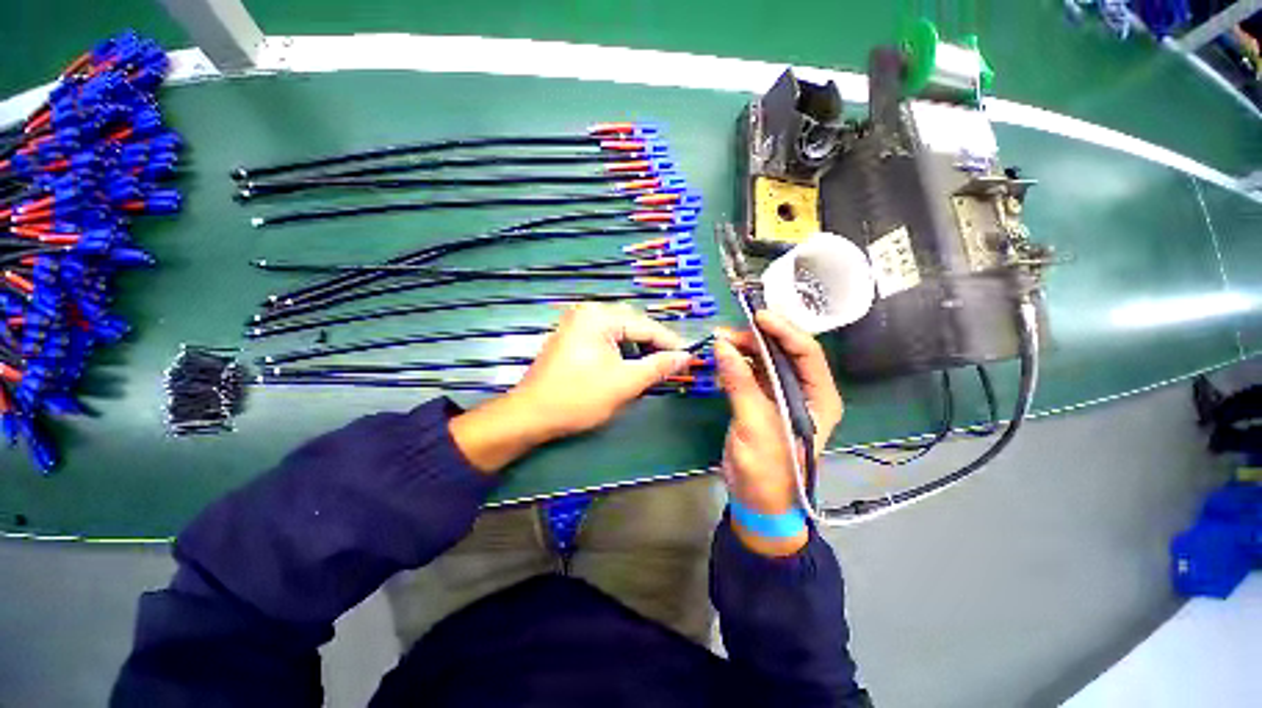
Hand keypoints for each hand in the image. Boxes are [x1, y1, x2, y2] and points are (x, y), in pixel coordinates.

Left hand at [450, 303, 691, 471]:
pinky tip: (628, 365)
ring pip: (619, 332)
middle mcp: (587, 312)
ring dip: (637, 348)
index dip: (670, 342)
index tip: (689, 356)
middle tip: (672, 363)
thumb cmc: (578, 398)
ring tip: (653, 366)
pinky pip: (605, 338)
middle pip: (632, 325)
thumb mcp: (625, 383)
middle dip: (653, 345)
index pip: (645, 325)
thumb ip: (658, 366)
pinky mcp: (572, 337)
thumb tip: (685, 356)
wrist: (531, 415)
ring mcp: (577, 323)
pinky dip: (620, 350)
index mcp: (599, 316)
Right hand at [714, 311, 842, 554]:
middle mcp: (804, 392)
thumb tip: (721, 345)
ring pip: (765, 361)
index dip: (783, 331)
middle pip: (783, 353)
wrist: (757, 503)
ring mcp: (781, 396)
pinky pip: (750, 374)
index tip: (757, 317)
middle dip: (757, 338)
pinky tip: (722, 361)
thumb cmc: (768, 471)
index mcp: (819, 398)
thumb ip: (740, 383)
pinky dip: (736, 364)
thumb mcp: (755, 426)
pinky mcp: (761, 401)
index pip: (807, 352)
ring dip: (743, 349)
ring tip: (719, 342)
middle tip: (728, 332)